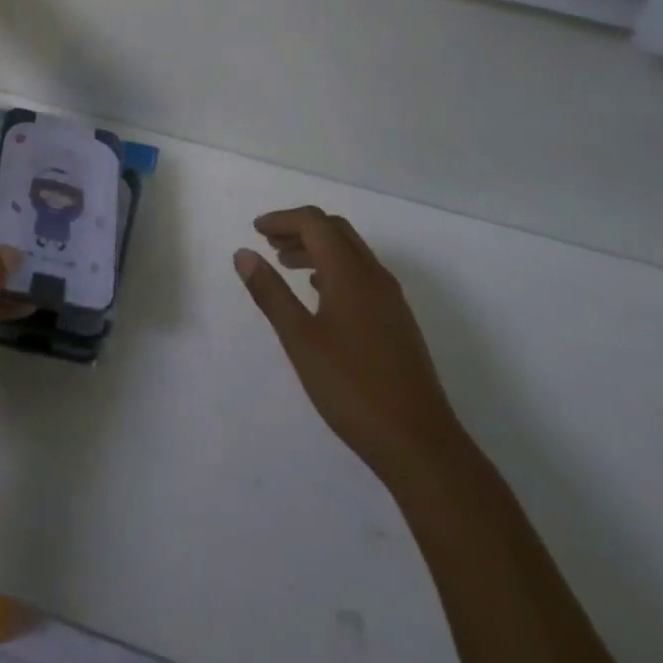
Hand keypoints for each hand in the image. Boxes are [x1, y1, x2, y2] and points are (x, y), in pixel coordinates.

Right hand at [235, 206, 463, 482]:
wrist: (419, 443)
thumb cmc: (352, 387)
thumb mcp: (300, 339)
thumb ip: (271, 292)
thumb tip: (244, 254)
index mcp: (350, 272)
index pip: (315, 222)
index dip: (283, 219)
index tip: (256, 230)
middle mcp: (374, 275)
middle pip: (335, 230)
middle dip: (300, 229)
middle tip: (269, 244)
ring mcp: (390, 298)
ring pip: (350, 252)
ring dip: (317, 248)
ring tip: (286, 266)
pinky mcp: (397, 320)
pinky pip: (362, 274)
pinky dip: (334, 269)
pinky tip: (319, 295)